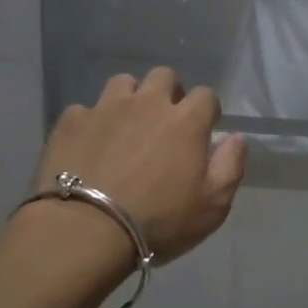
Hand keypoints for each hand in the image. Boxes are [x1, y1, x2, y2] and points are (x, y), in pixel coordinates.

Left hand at [34, 68, 246, 264]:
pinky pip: (85, 110)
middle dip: (168, 93)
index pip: (206, 95)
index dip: (207, 110)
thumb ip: (230, 166)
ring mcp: (105, 108)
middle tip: (164, 124)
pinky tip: (90, 146)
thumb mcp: (212, 206)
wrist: (85, 230)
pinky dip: (92, 123)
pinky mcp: (71, 121)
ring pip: (123, 83)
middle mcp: (147, 103)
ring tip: (125, 127)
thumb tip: (235, 138)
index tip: (203, 130)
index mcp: (185, 121)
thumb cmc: (157, 222)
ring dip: (129, 99)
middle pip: (163, 76)